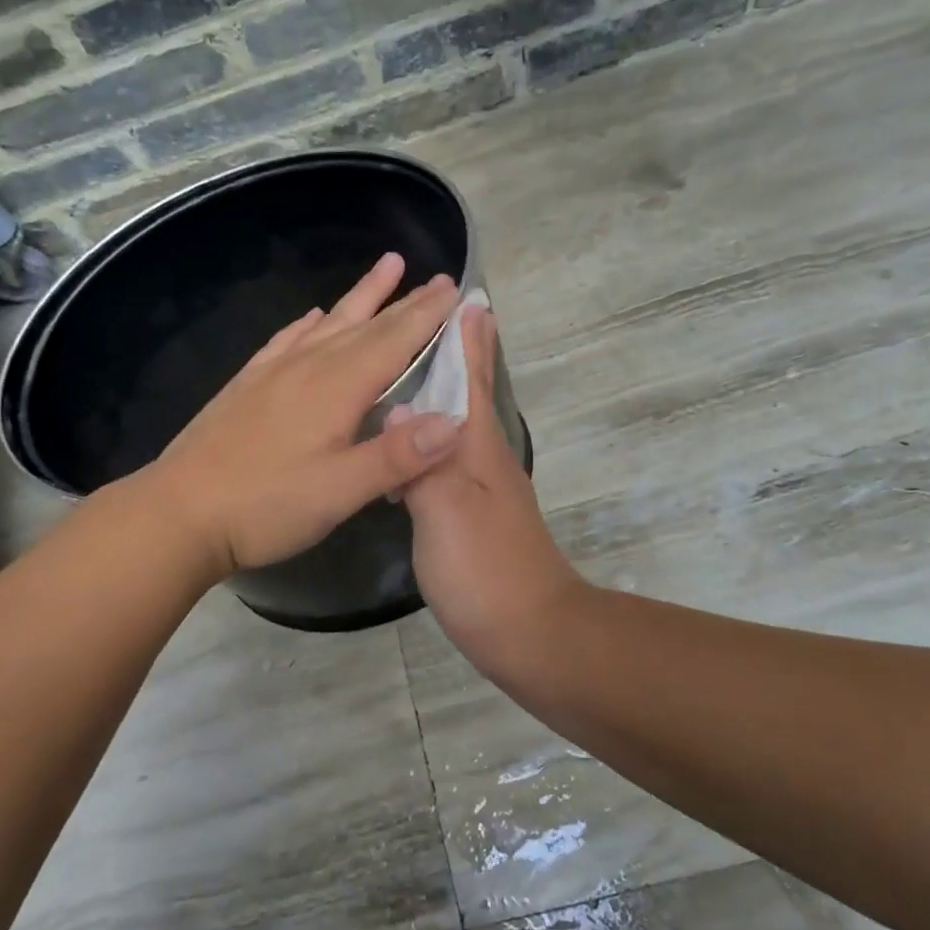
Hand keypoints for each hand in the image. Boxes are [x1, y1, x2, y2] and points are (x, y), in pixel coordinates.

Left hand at [147, 254, 464, 579]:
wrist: (178, 512)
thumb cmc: (265, 506)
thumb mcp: (339, 491)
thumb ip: (397, 456)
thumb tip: (454, 421)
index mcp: (337, 388)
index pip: (394, 340)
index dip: (428, 315)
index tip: (456, 288)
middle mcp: (308, 367)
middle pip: (367, 325)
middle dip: (406, 301)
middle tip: (437, 278)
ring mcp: (274, 372)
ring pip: (329, 323)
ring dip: (362, 297)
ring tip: (387, 268)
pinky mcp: (248, 385)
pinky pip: (287, 340)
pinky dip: (308, 323)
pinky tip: (312, 316)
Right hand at [400, 306, 584, 674]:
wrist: (529, 632)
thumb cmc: (487, 568)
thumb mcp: (449, 511)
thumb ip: (423, 460)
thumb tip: (401, 409)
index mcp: (480, 447)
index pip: (474, 379)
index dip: (470, 339)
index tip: (467, 296)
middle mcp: (483, 458)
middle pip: (468, 396)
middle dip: (452, 356)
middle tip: (423, 324)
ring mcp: (479, 488)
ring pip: (453, 427)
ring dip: (434, 397)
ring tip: (399, 376)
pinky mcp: (469, 516)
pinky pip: (442, 461)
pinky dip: (422, 442)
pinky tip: (401, 448)